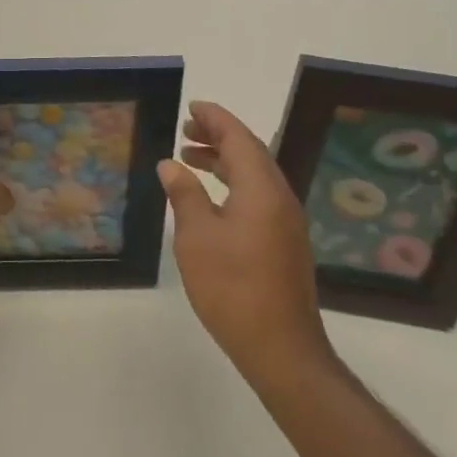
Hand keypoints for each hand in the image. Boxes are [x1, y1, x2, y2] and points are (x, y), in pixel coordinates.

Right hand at [158, 101, 338, 390]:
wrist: (281, 348)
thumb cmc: (232, 287)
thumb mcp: (197, 237)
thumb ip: (184, 194)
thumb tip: (171, 164)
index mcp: (261, 189)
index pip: (238, 138)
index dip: (215, 119)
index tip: (192, 107)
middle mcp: (279, 197)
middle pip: (250, 152)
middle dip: (218, 136)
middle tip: (186, 130)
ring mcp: (286, 222)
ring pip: (255, 175)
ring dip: (224, 161)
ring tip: (191, 159)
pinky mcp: (285, 242)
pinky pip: (259, 195)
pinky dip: (234, 183)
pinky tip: (212, 198)